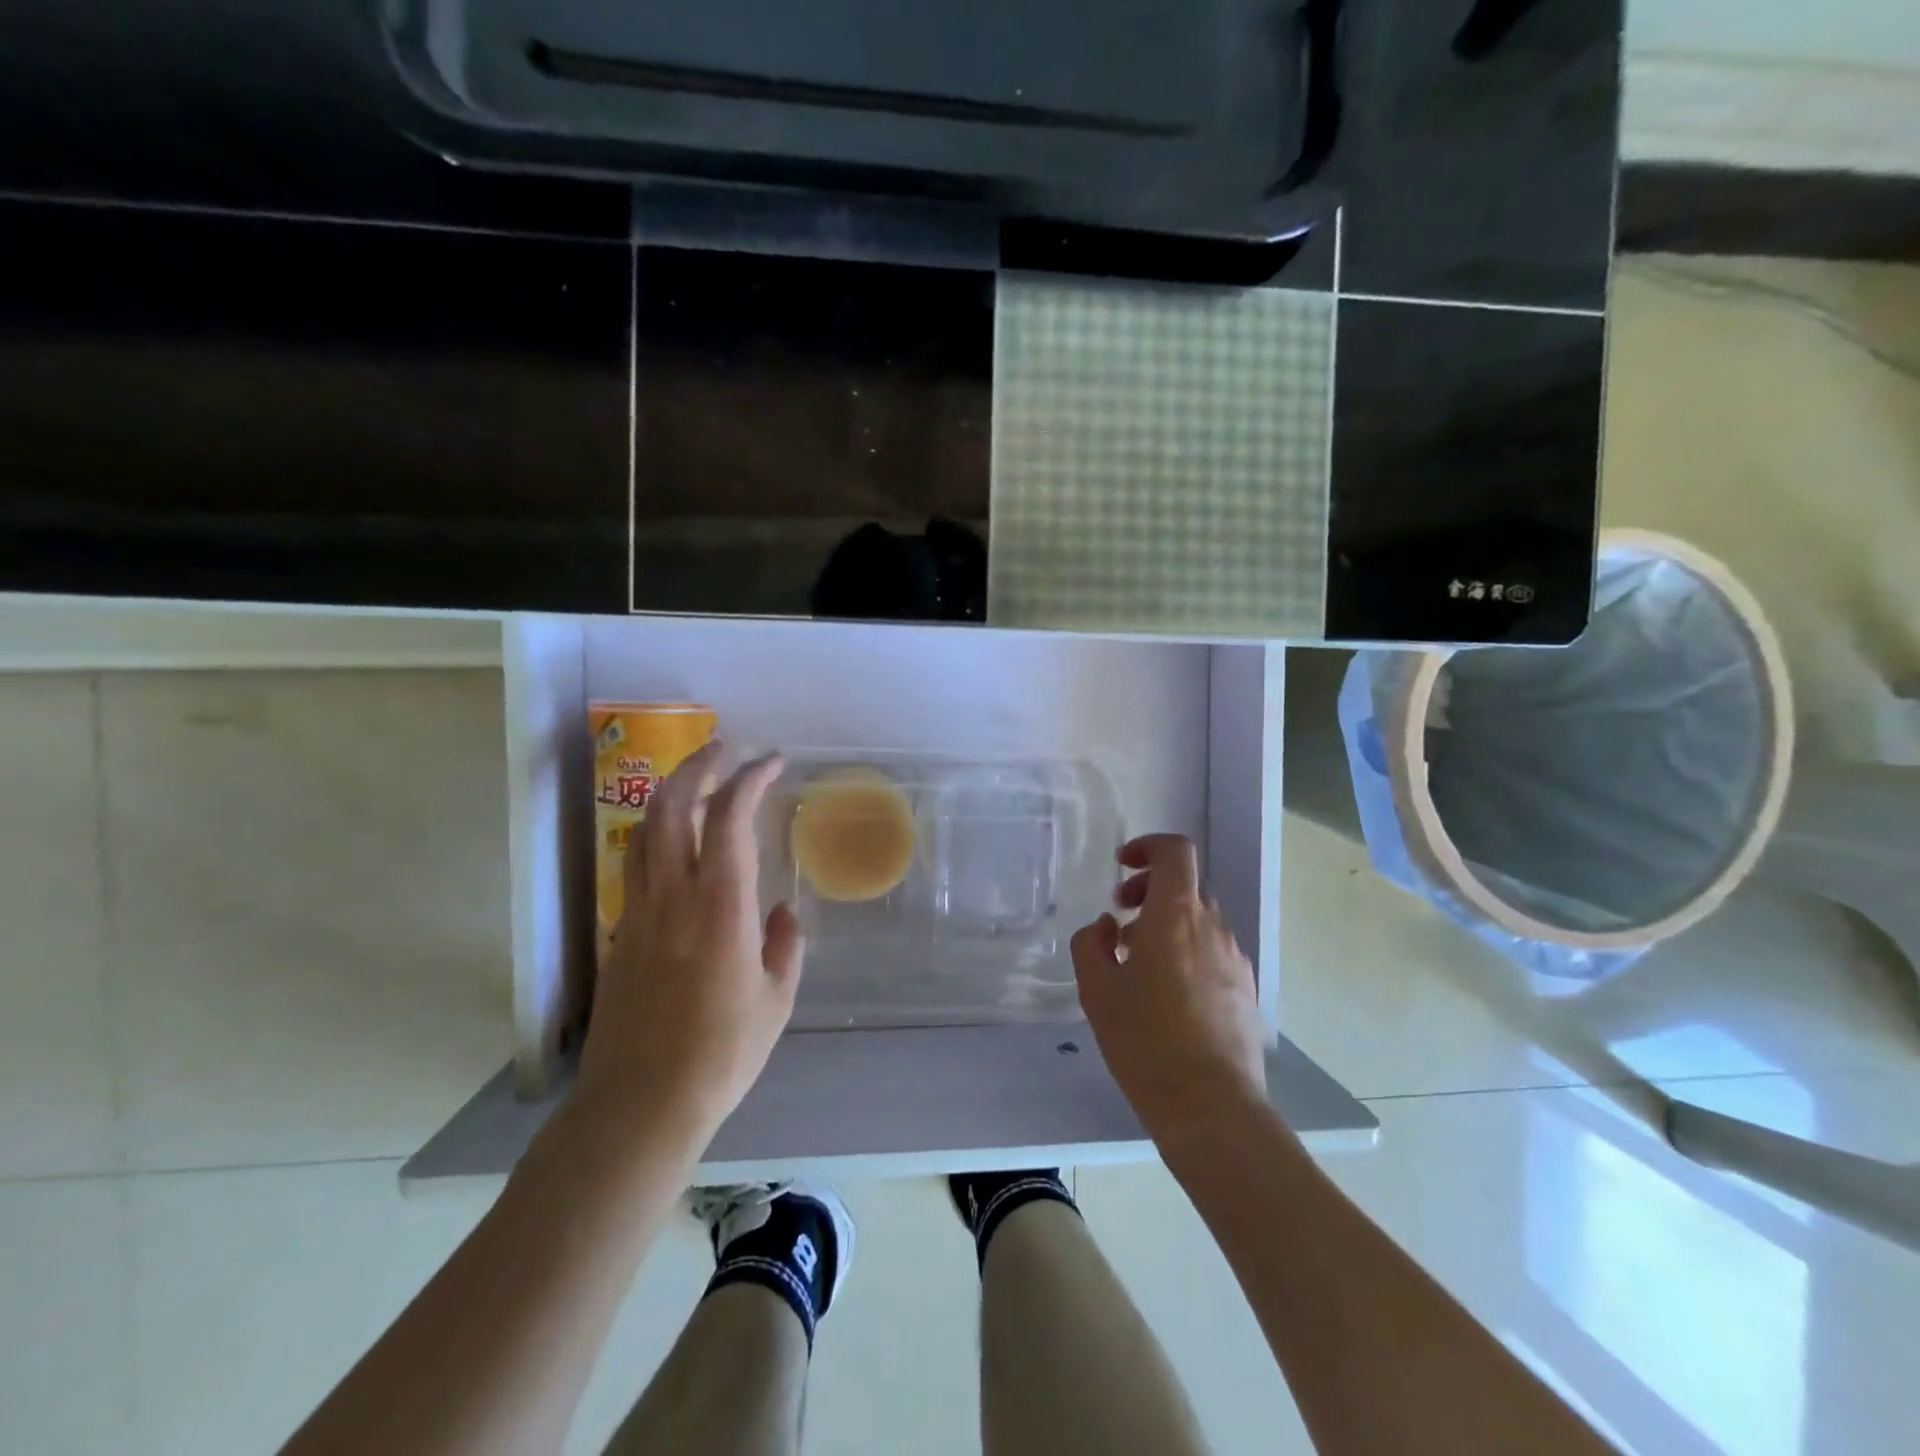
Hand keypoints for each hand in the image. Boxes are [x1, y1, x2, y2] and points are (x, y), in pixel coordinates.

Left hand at [576, 743, 804, 1148]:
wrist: (640, 1103)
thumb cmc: (722, 1052)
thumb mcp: (776, 999)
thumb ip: (785, 944)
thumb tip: (783, 911)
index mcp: (720, 904)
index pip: (729, 816)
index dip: (750, 778)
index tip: (773, 762)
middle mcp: (673, 894)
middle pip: (671, 806)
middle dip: (698, 765)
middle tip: (726, 749)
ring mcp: (639, 912)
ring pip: (644, 831)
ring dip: (670, 794)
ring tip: (696, 781)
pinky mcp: (620, 934)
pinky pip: (637, 865)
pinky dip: (657, 836)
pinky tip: (676, 847)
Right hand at [1070, 834, 1267, 1143]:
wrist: (1211, 1107)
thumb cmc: (1145, 1041)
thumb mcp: (1096, 990)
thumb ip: (1091, 944)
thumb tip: (1108, 927)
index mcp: (1175, 916)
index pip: (1175, 852)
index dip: (1148, 847)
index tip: (1122, 868)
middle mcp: (1211, 927)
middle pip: (1185, 887)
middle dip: (1149, 893)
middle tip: (1119, 923)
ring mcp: (1234, 959)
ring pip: (1198, 922)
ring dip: (1166, 926)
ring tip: (1137, 966)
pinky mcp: (1245, 989)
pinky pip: (1212, 952)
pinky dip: (1186, 953)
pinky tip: (1167, 997)